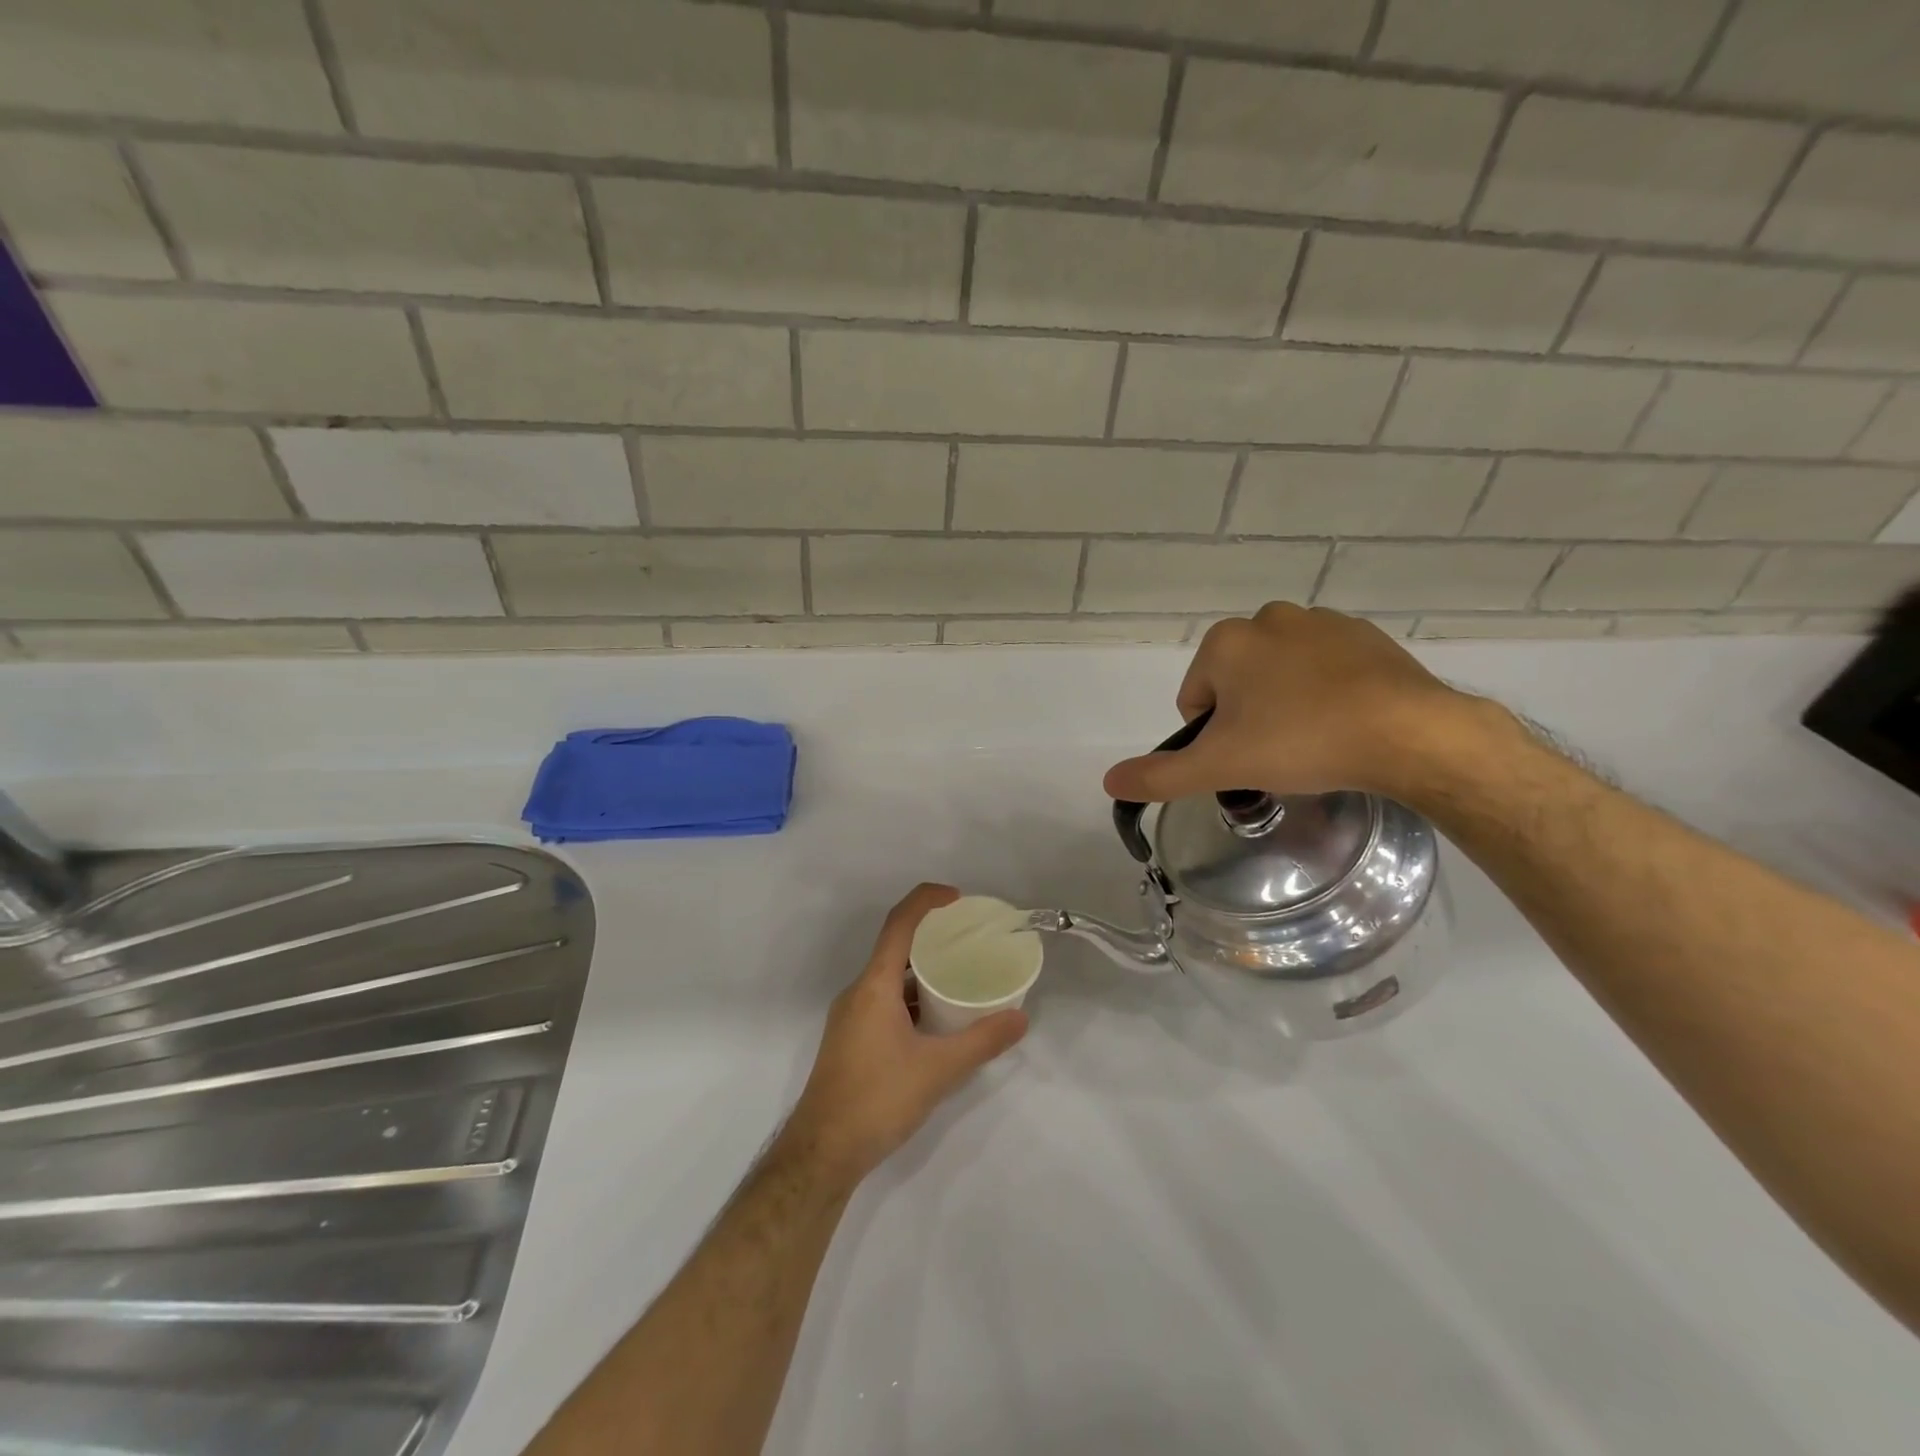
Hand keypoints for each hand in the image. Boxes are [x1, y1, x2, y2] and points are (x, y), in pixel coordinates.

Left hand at [779, 884, 1027, 1188]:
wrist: (822, 1153)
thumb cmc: (878, 1099)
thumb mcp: (939, 1070)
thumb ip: (982, 1041)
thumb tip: (1021, 1018)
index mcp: (874, 985)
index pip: (899, 924)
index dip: (927, 901)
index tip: (959, 899)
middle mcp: (858, 992)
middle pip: (895, 948)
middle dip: (931, 937)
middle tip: (969, 940)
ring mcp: (851, 1017)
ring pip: (889, 979)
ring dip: (921, 972)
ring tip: (960, 978)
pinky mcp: (851, 1039)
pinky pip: (884, 1001)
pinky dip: (911, 998)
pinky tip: (937, 1021)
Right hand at [1102, 602, 1480, 804]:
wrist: (1409, 733)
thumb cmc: (1301, 742)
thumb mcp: (1221, 766)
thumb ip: (1160, 775)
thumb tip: (1108, 781)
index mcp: (1226, 643)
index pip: (1195, 699)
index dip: (1212, 736)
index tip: (1244, 758)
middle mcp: (1268, 619)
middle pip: (1236, 683)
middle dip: (1247, 718)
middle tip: (1277, 754)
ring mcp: (1321, 623)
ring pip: (1280, 674)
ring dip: (1284, 704)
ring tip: (1314, 740)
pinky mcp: (1366, 636)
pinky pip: (1325, 668)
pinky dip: (1325, 692)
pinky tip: (1345, 721)